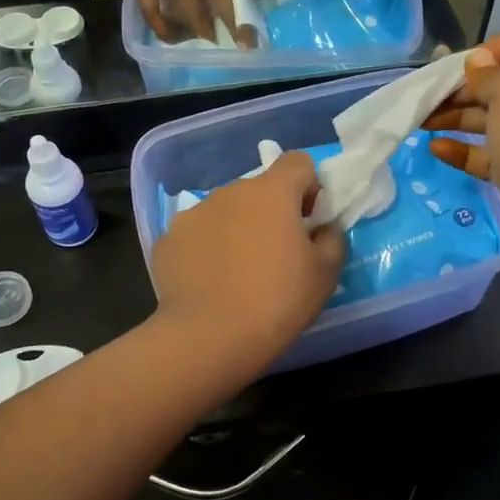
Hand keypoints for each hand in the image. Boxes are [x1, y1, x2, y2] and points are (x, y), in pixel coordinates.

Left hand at [150, 152, 346, 368]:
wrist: (210, 337)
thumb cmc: (278, 301)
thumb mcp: (326, 274)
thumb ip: (331, 238)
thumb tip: (322, 228)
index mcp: (272, 192)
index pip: (298, 162)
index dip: (308, 186)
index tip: (309, 220)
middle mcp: (230, 192)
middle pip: (259, 189)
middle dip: (271, 212)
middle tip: (276, 254)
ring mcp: (194, 213)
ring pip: (226, 211)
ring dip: (237, 228)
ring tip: (238, 272)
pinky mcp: (168, 239)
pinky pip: (197, 235)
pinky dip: (206, 249)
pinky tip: (210, 282)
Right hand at [424, 29, 499, 301]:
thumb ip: (491, 73)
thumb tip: (479, 63)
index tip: (471, 63)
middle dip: (467, 87)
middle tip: (431, 96)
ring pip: (493, 119)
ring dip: (457, 116)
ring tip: (421, 122)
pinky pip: (489, 154)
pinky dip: (463, 149)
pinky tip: (436, 149)